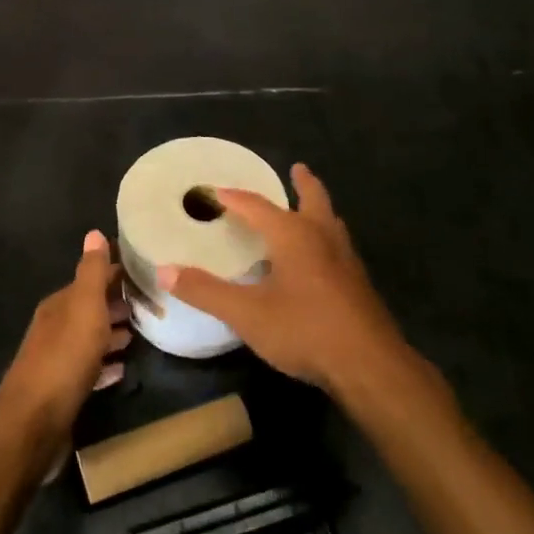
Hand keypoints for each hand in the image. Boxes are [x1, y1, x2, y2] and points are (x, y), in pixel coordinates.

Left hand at [0, 230, 130, 435]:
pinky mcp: (63, 391)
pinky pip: (90, 369)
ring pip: (91, 338)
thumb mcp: (83, 308)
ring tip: (143, 333)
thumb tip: (95, 232)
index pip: (92, 279)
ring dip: (114, 333)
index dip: (117, 274)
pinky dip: (106, 364)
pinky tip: (123, 369)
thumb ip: (91, 272)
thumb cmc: (64, 359)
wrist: (33, 424)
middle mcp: (55, 327)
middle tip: (155, 304)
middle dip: (119, 303)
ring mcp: (57, 360)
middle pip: (91, 309)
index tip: (149, 272)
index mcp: (60, 305)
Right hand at [156, 164, 411, 397]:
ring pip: (331, 222)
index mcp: (294, 235)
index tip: (215, 190)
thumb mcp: (247, 313)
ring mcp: (346, 260)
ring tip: (308, 209)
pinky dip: (325, 238)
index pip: (257, 206)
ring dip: (318, 210)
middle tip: (297, 169)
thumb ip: (206, 291)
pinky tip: (318, 260)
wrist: (369, 365)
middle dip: (303, 183)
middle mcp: (323, 237)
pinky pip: (337, 247)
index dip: (233, 197)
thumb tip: (164, 271)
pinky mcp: (357, 284)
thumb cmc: (304, 330)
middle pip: (313, 199)